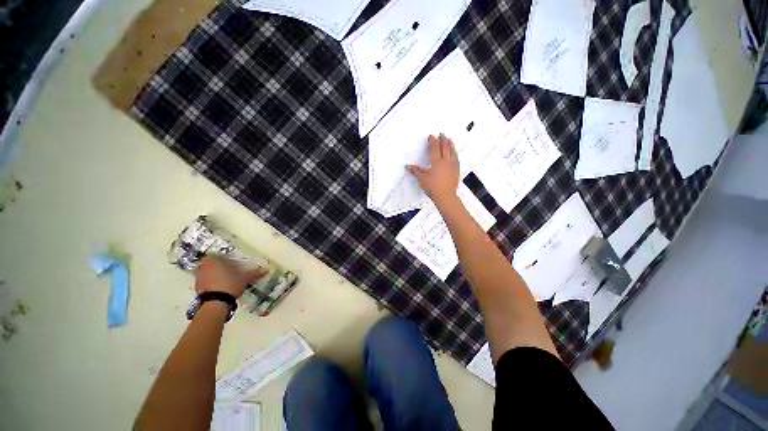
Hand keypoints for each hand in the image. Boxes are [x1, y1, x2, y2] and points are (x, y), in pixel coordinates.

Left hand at [194, 256, 267, 298]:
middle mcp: (203, 267)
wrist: (216, 303)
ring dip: (213, 275)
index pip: (217, 255)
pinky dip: (211, 284)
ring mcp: (198, 278)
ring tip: (225, 280)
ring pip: (206, 273)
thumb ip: (254, 273)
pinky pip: (205, 282)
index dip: (224, 259)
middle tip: (229, 271)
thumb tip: (266, 269)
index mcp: (213, 260)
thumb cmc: (230, 284)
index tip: (232, 263)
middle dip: (218, 267)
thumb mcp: (245, 278)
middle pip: (210, 264)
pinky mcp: (197, 289)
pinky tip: (220, 288)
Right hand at [407, 134, 459, 205]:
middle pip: (445, 148)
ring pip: (452, 152)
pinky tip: (455, 154)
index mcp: (437, 162)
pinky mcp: (456, 171)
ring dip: (450, 145)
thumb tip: (409, 167)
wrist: (445, 196)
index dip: (432, 141)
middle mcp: (446, 162)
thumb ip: (416, 171)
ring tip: (449, 140)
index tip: (431, 136)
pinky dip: (455, 154)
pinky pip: (456, 159)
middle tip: (441, 134)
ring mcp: (452, 166)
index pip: (434, 148)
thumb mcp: (422, 179)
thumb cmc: (433, 188)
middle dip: (442, 140)